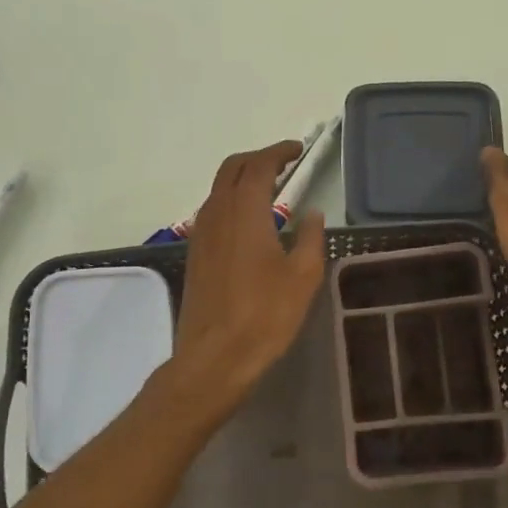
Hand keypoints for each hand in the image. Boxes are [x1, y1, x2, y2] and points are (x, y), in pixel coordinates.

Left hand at [168, 140, 326, 419]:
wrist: (214, 357)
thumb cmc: (265, 315)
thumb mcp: (303, 276)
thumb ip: (311, 237)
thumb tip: (312, 213)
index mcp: (244, 212)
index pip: (258, 165)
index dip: (278, 152)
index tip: (297, 150)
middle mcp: (216, 214)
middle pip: (231, 169)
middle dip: (257, 159)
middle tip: (283, 164)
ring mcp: (200, 234)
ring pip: (217, 190)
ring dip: (241, 180)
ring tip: (269, 190)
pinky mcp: (195, 255)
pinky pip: (212, 212)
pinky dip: (231, 202)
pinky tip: (249, 223)